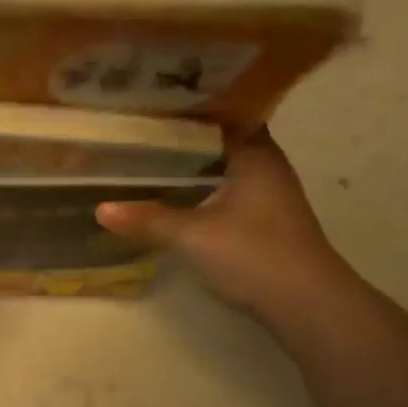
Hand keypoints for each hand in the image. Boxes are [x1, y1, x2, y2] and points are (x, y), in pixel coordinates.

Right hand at [95, 128, 354, 328]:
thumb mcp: (192, 236)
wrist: (306, 304)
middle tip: (138, 129)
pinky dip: (202, 188)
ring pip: (223, 167)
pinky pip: (227, 190)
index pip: (222, 110)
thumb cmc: (253, 255)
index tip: (150, 102)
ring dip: (192, 166)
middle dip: (182, 137)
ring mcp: (269, 194)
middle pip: (219, 140)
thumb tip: (100, 209)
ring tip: (147, 158)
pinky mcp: (265, 220)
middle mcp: (266, 164)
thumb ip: (147, 219)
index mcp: (255, 152)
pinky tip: (175, 195)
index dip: (187, 106)